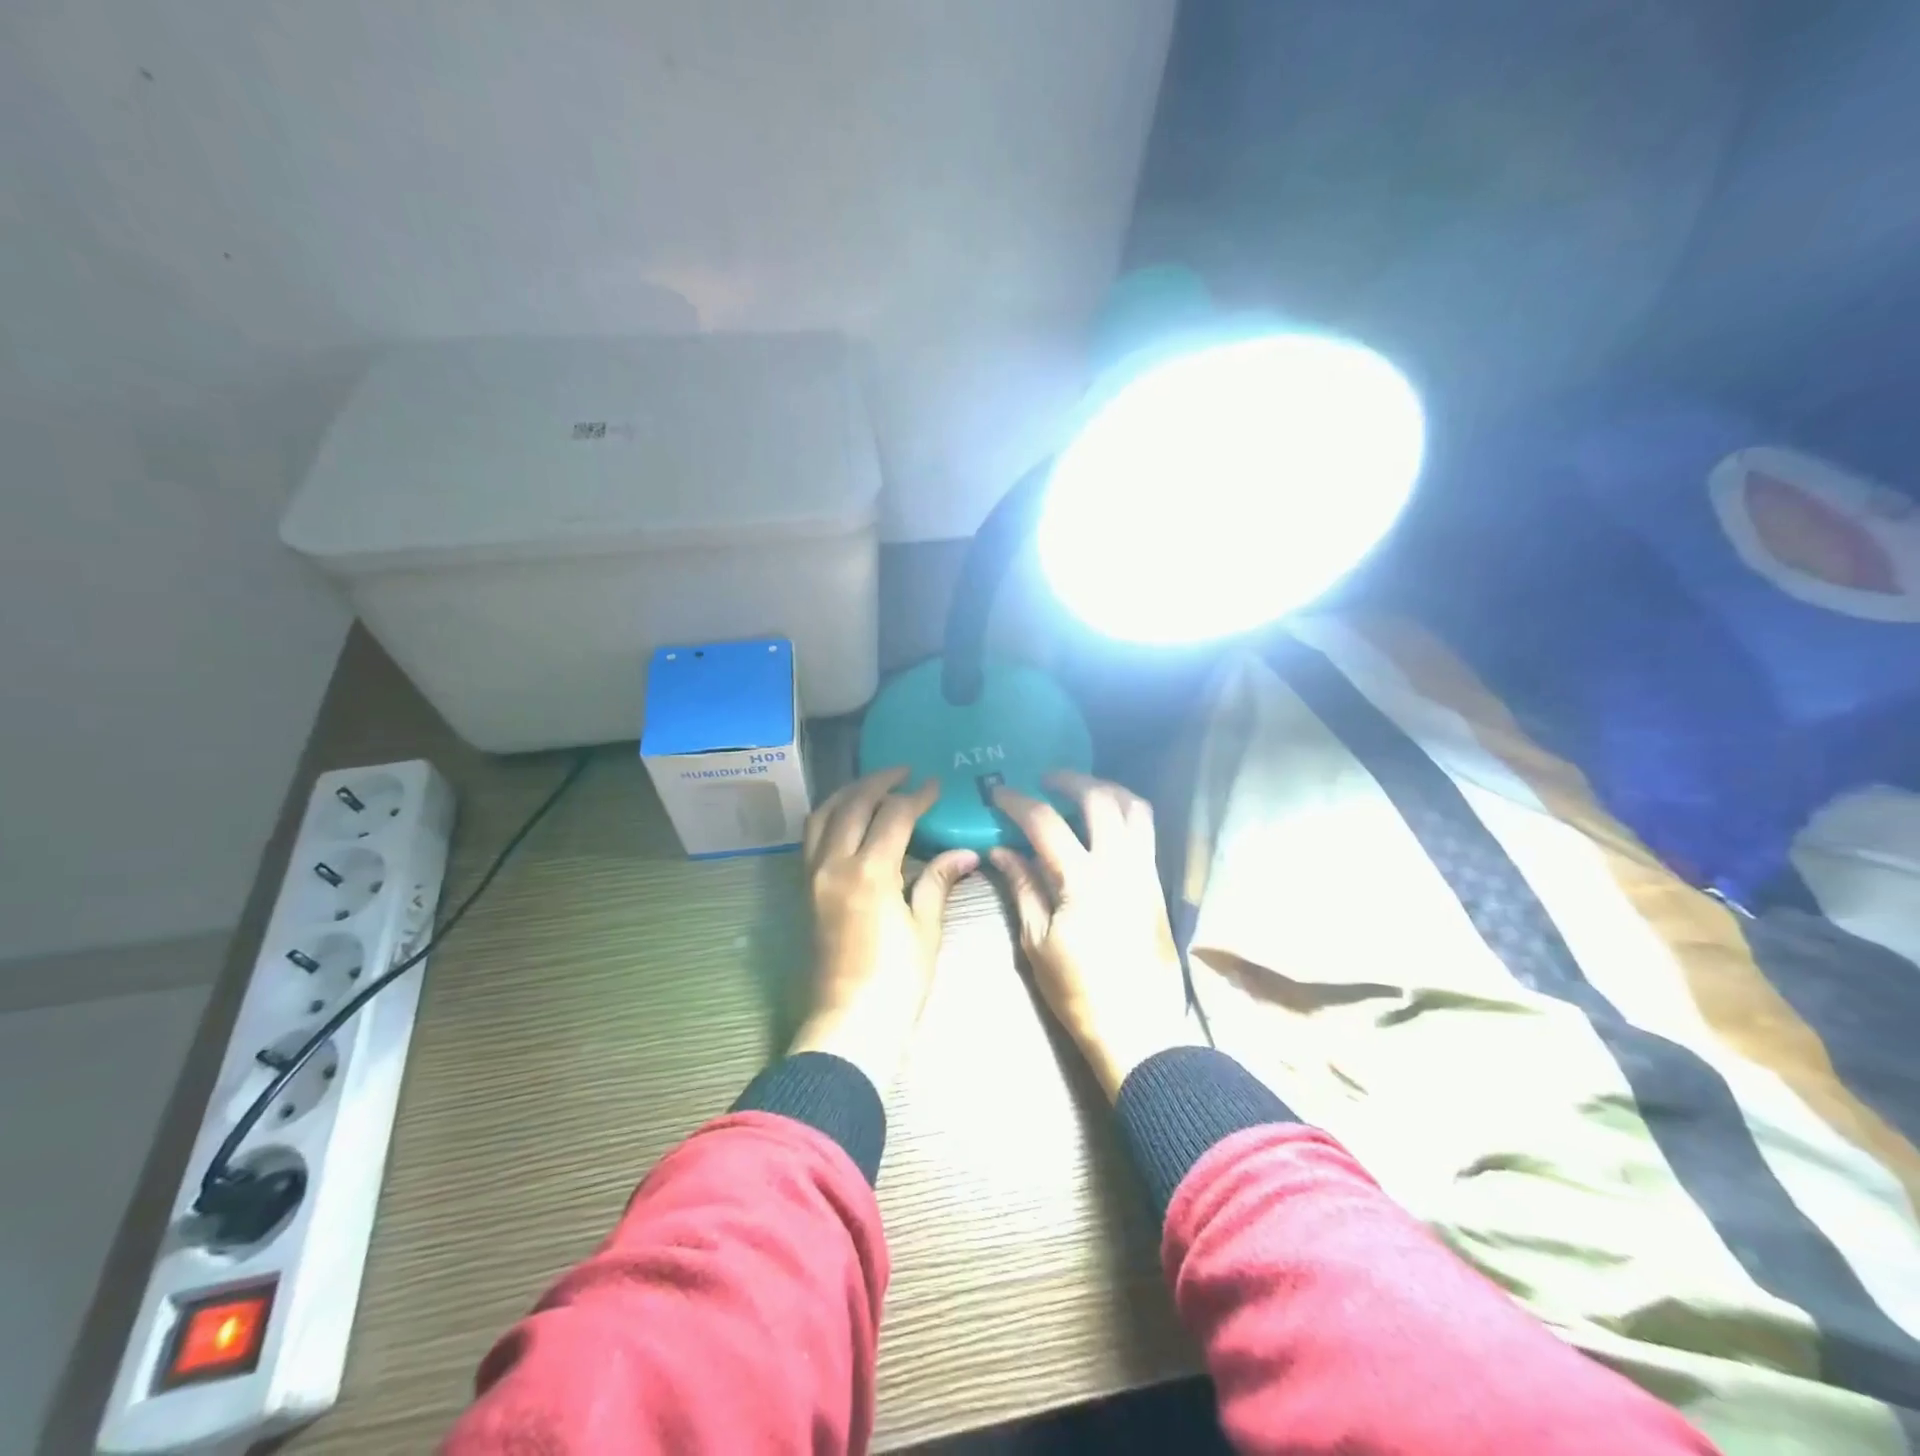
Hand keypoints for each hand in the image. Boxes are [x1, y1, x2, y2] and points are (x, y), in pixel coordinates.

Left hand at [788, 768, 977, 1093]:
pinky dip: (829, 816)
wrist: (849, 1024)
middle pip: (853, 804)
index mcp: (870, 872)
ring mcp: (813, 876)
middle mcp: (834, 864)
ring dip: (848, 793)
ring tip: (873, 786)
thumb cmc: (897, 982)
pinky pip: (811, 838)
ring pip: (823, 815)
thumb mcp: (925, 929)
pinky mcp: (804, 890)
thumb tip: (966, 853)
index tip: (935, 785)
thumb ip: (939, 881)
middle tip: (904, 772)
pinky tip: (848, 818)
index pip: (894, 815)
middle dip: (880, 781)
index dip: (918, 796)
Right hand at [990, 772, 1197, 1100]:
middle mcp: (1122, 864)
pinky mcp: (1159, 885)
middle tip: (1046, 780)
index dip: (1018, 802)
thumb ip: (1022, 887)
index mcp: (1084, 879)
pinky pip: (1146, 831)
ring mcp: (1147, 872)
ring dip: (1107, 790)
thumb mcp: (1037, 942)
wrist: (1138, 1030)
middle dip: (1070, 780)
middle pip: (1100, 798)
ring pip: (1136, 808)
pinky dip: (1125, 813)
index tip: (999, 793)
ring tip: (1082, 792)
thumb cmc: (1079, 992)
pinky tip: (1104, 825)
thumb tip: (1001, 851)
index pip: (1046, 822)